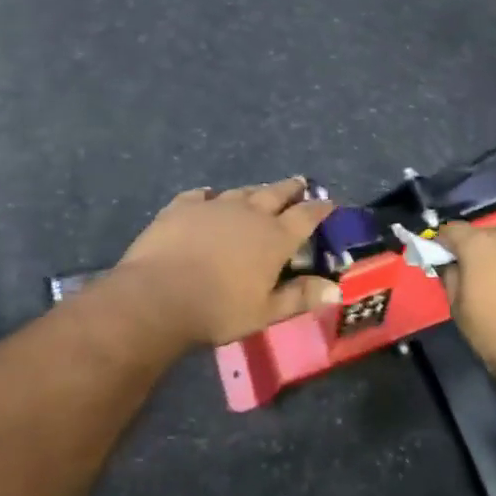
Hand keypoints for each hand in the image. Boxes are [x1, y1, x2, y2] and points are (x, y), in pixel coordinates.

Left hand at [116, 178, 338, 347]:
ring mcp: (215, 205)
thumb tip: (336, 290)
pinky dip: (210, 197)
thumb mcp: (265, 312)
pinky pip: (201, 195)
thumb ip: (300, 297)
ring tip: (261, 190)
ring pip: (242, 191)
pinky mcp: (183, 206)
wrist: (159, 294)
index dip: (320, 208)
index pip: (306, 216)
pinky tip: (208, 197)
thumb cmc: (218, 309)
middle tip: (300, 183)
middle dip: (291, 188)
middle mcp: (250, 213)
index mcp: (275, 238)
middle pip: (276, 193)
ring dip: (255, 191)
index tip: (329, 202)